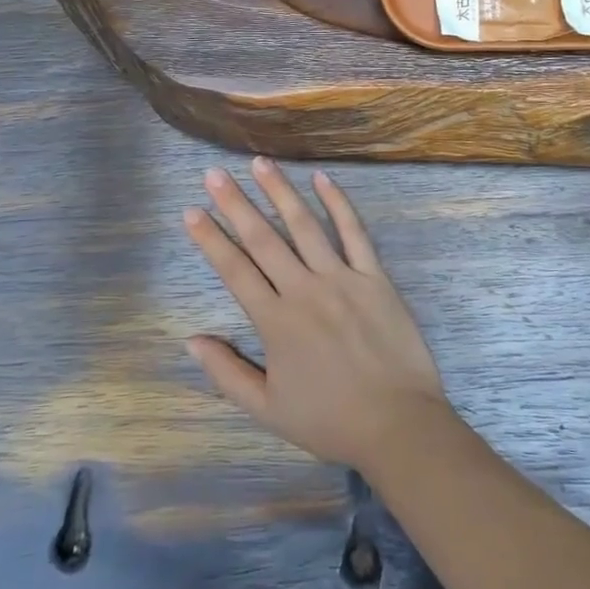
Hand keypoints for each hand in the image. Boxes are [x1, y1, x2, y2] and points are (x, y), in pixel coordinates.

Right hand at [183, 158, 452, 472]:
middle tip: (215, 174)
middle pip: (264, 239)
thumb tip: (191, 340)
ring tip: (260, 163)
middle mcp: (304, 290)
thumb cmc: (329, 420)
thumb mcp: (267, 409)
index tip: (192, 211)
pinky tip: (322, 179)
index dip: (210, 239)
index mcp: (276, 322)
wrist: (398, 425)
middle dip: (235, 204)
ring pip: (305, 226)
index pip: (234, 270)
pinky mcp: (375, 277)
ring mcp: (342, 279)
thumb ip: (227, 372)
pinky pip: (354, 233)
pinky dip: (338, 204)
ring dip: (280, 192)